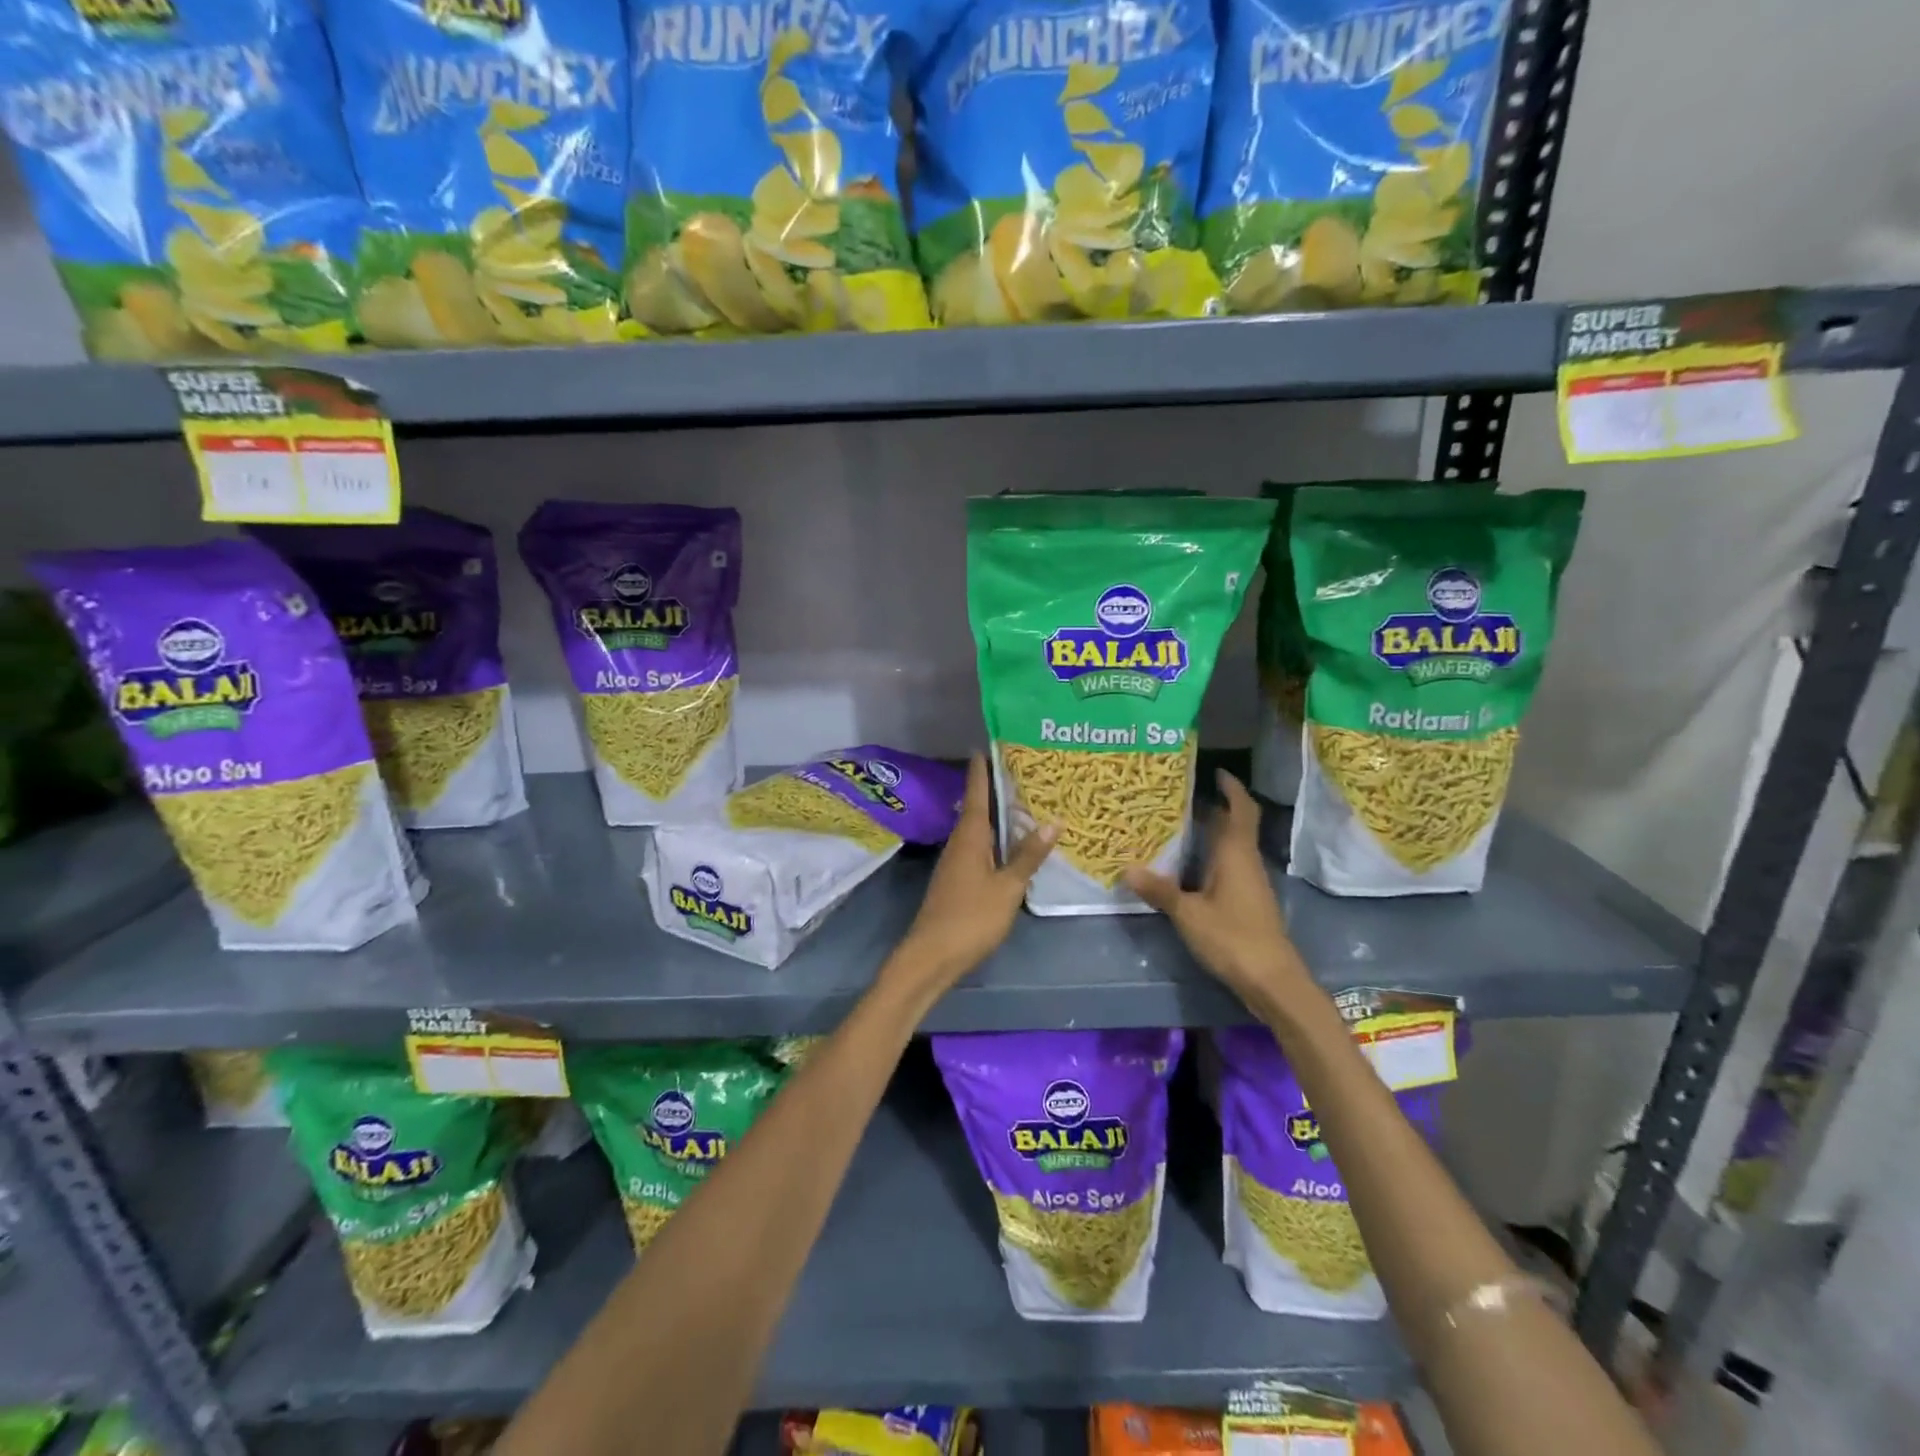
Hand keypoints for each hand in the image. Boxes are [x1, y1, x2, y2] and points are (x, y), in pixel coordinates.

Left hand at [888, 753, 1055, 998]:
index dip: (981, 770)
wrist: (931, 955)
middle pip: (978, 808)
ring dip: (996, 816)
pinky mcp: (957, 880)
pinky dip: (995, 839)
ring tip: (1023, 802)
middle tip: (1020, 769)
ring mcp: (956, 862)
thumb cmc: (971, 916)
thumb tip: (1052, 821)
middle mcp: (960, 842)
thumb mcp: (1007, 887)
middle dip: (995, 789)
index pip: (977, 793)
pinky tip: (1010, 845)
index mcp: (970, 836)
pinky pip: (979, 848)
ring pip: (978, 830)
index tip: (985, 745)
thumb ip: (1028, 856)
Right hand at [1124, 770, 1312, 1015]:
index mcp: (1235, 854)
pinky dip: (1209, 856)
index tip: (1215, 771)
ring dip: (1209, 832)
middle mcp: (1245, 861)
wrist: (1272, 980)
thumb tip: (1127, 868)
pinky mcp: (1247, 901)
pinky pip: (1227, 865)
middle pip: (1234, 825)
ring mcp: (1249, 882)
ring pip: (1230, 846)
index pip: (1239, 809)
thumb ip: (1160, 890)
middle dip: (1212, 807)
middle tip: (1177, 796)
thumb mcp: (1188, 914)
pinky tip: (1185, 865)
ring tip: (1174, 825)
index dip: (1231, 788)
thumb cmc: (1233, 938)